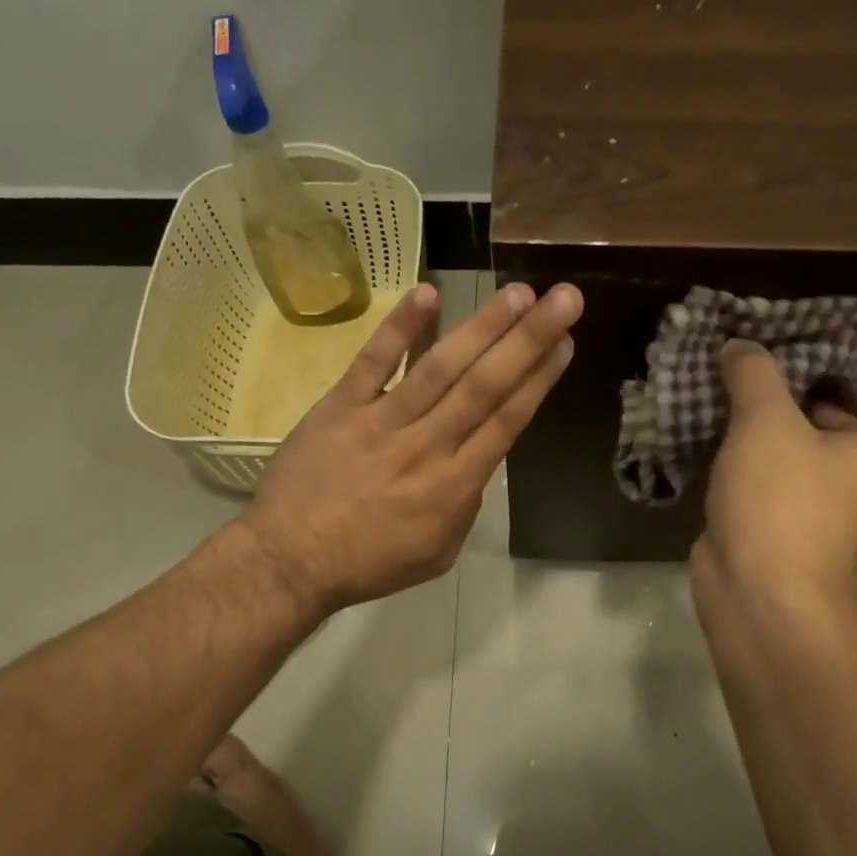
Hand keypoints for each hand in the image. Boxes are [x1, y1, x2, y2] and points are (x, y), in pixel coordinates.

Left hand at [238, 280, 583, 615]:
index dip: (539, 380)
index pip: (507, 422)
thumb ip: (465, 504)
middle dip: (529, 340)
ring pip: (440, 368)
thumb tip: (478, 459)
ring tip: (518, 292)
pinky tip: (428, 293)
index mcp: (454, 487)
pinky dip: (400, 328)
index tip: (566, 343)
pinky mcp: (340, 407)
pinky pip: (374, 362)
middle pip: (485, 386)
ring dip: (482, 327)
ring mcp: (382, 422)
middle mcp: (427, 446)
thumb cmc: (370, 563)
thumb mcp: (438, 551)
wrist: (290, 562)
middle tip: (565, 298)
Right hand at [692, 343, 856, 605]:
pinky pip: (787, 480)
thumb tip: (742, 347)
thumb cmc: (782, 499)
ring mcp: (830, 510)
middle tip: (793, 374)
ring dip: (792, 427)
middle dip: (834, 398)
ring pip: (822, 457)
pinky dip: (766, 457)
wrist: (757, 589)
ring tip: (751, 400)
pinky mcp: (789, 527)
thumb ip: (756, 376)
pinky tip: (729, 439)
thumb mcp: (767, 423)